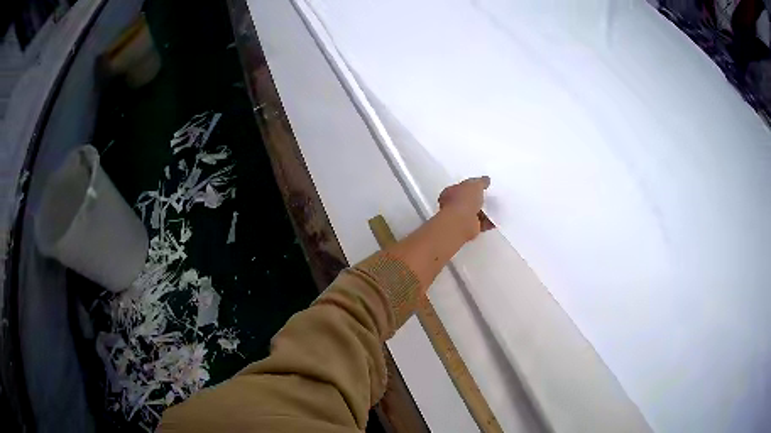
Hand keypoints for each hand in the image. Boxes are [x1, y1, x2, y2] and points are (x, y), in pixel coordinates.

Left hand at [438, 176, 494, 240]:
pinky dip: (488, 222)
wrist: (461, 223)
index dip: (470, 186)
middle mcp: (454, 205)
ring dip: (485, 212)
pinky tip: (497, 220)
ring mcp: (461, 217)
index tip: (482, 185)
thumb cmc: (464, 200)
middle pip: (468, 200)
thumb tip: (486, 179)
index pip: (461, 187)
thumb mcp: (474, 185)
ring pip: (475, 212)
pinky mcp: (469, 228)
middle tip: (490, 196)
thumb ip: (481, 182)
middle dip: (478, 199)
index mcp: (451, 192)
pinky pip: (481, 223)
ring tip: (497, 208)